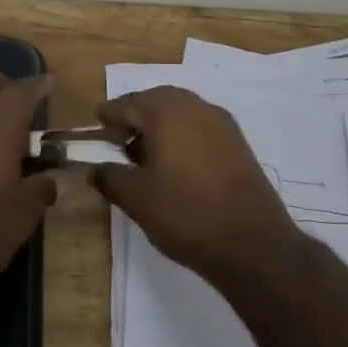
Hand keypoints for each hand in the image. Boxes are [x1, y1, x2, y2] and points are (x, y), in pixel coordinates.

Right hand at [90, 86, 300, 280]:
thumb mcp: (136, 198)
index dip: (109, 116)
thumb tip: (95, 169)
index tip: (97, 124)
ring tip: (143, 157)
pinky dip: (182, 138)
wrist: (252, 243)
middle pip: (156, 102)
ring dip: (159, 128)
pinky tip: (174, 166)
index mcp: (167, 111)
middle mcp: (196, 107)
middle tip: (118, 139)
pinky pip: (201, 129)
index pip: (128, 104)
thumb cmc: (185, 213)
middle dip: (135, 117)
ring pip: (181, 114)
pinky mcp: (239, 144)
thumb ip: (110, 178)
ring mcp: (222, 124)